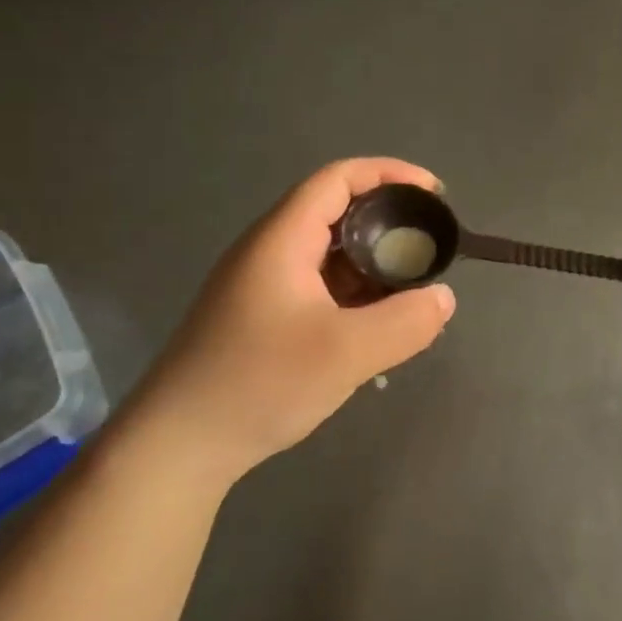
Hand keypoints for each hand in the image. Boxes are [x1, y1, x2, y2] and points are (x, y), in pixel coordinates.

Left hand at [127, 159, 456, 482]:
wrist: (178, 445)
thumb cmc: (259, 384)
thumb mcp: (345, 353)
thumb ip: (405, 322)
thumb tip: (443, 298)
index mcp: (282, 239)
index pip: (339, 179)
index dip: (390, 175)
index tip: (434, 195)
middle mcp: (270, 251)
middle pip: (338, 214)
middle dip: (390, 225)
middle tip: (431, 251)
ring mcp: (263, 286)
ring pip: (331, 256)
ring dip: (374, 266)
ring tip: (413, 292)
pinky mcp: (262, 319)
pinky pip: (320, 289)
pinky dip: (356, 296)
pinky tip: (377, 327)